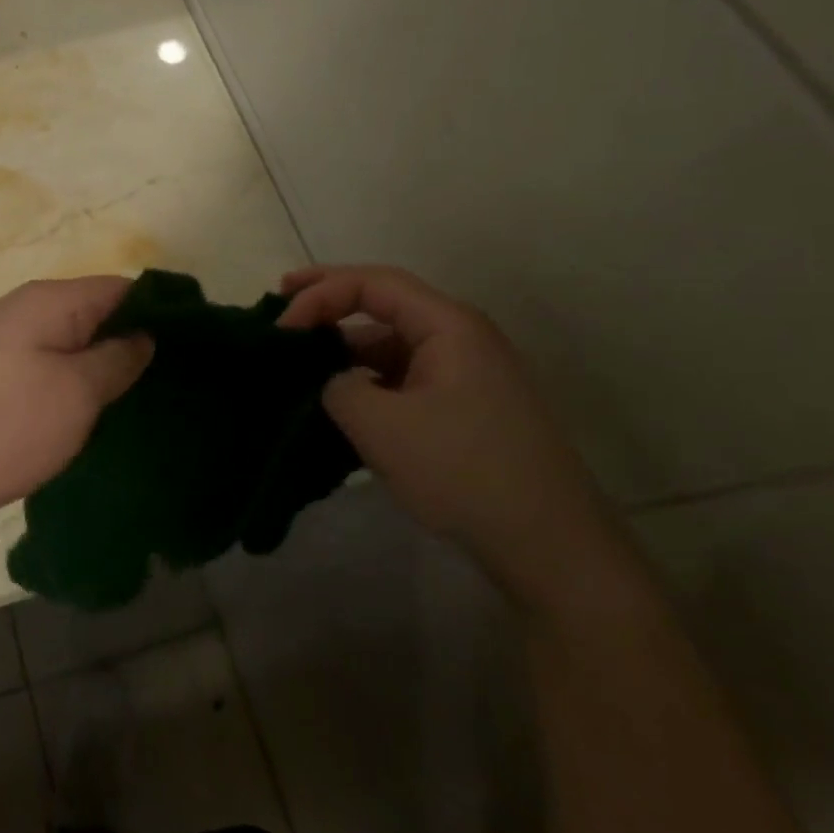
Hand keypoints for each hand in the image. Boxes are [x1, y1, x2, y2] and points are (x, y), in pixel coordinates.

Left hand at [0, 277, 153, 541]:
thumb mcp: (74, 394)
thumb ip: (117, 359)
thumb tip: (144, 335)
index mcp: (51, 301)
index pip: (124, 287)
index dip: (163, 313)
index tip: (198, 352)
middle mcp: (26, 311)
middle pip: (98, 316)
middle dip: (136, 346)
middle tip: (176, 389)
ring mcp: (4, 345)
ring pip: (73, 347)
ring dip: (105, 372)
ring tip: (143, 410)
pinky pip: (48, 371)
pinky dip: (74, 390)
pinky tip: (93, 422)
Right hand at [278, 264, 626, 607]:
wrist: (552, 549)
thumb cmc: (464, 472)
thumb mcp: (381, 426)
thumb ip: (338, 386)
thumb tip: (335, 382)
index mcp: (449, 325)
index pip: (372, 283)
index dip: (319, 293)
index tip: (281, 328)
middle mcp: (460, 338)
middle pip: (384, 303)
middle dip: (329, 303)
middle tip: (281, 308)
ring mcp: (466, 375)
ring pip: (392, 343)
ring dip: (345, 348)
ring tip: (301, 365)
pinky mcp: (465, 409)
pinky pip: (404, 377)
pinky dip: (366, 379)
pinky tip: (339, 401)